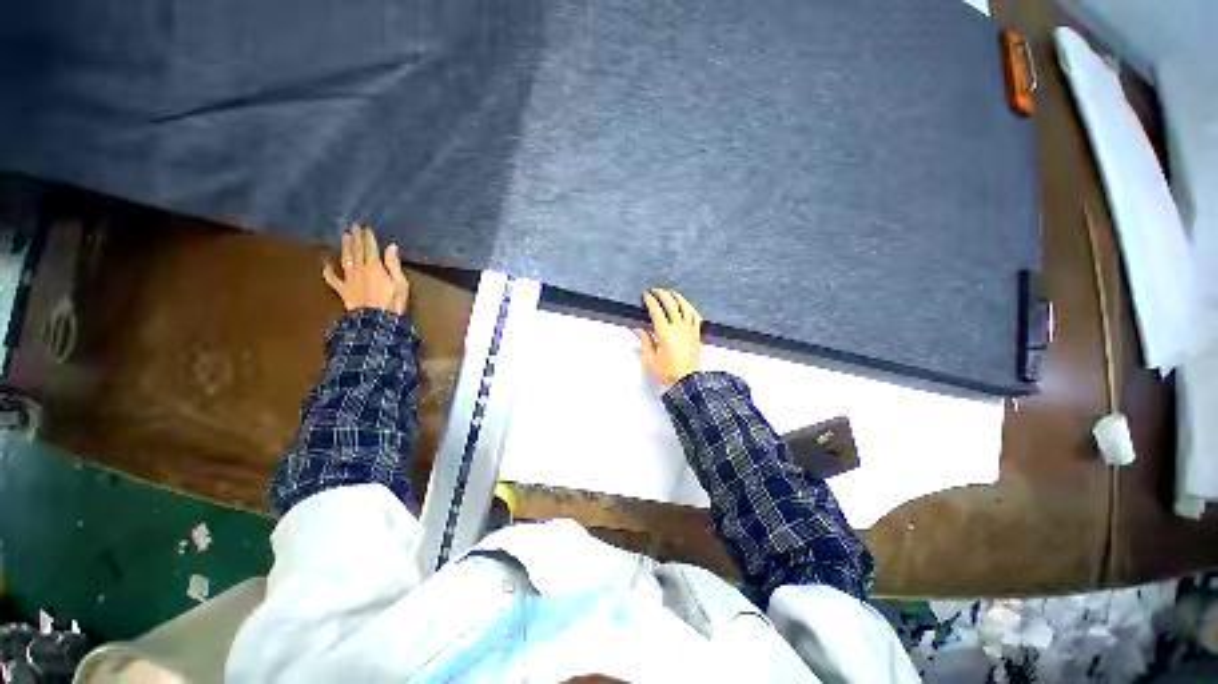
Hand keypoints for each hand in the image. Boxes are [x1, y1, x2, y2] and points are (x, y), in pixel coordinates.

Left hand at [322, 225, 409, 314]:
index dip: (368, 237)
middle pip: (356, 250)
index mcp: (374, 266)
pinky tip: (325, 264)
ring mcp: (348, 278)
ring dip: (344, 247)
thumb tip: (391, 247)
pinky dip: (328, 270)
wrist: (374, 321)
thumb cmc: (392, 303)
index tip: (365, 227)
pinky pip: (332, 278)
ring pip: (345, 258)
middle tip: (352, 227)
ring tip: (344, 237)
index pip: (370, 248)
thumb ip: (394, 265)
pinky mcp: (342, 289)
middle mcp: (359, 268)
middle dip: (355, 238)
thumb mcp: (401, 283)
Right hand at [636, 288, 703, 387]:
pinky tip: (687, 306)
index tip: (646, 295)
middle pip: (671, 303)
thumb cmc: (669, 373)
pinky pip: (695, 316)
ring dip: (677, 297)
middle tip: (656, 291)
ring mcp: (689, 330)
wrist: (688, 381)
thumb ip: (645, 342)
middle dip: (662, 294)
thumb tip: (641, 330)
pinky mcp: (697, 334)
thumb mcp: (649, 360)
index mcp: (665, 332)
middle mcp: (679, 327)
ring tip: (671, 293)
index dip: (650, 300)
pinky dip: (690, 308)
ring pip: (685, 306)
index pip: (656, 310)